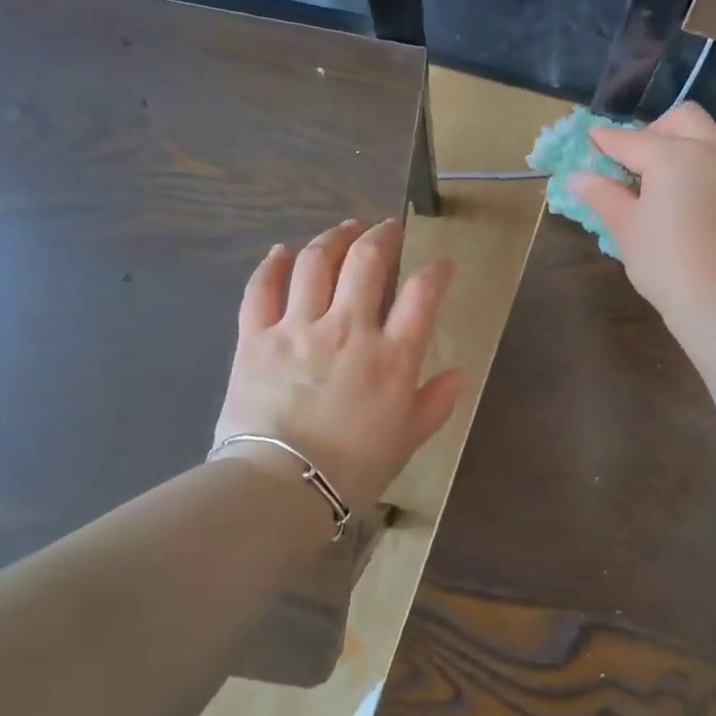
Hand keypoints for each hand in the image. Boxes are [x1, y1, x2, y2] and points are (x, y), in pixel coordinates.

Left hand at [212, 219, 464, 514]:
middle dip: (381, 236)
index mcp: (392, 356)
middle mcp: (348, 329)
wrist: (281, 487)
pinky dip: (271, 265)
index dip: (436, 272)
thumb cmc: (353, 468)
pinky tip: (280, 252)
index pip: (421, 294)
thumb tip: (459, 373)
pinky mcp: (255, 338)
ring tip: (343, 230)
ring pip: (314, 263)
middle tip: (387, 229)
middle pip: (365, 261)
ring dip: (332, 238)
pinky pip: (261, 289)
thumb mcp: (408, 439)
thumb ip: (436, 402)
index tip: (441, 264)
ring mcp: (298, 328)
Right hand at [568, 103, 715, 332]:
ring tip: (654, 182)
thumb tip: (577, 178)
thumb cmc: (666, 262)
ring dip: (679, 147)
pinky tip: (681, 200)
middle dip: (653, 130)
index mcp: (673, 155)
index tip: (589, 140)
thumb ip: (602, 196)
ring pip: (705, 139)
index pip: (631, 140)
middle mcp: (708, 151)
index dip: (606, 141)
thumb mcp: (626, 228)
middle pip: (681, 119)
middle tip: (631, 161)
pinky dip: (696, 168)